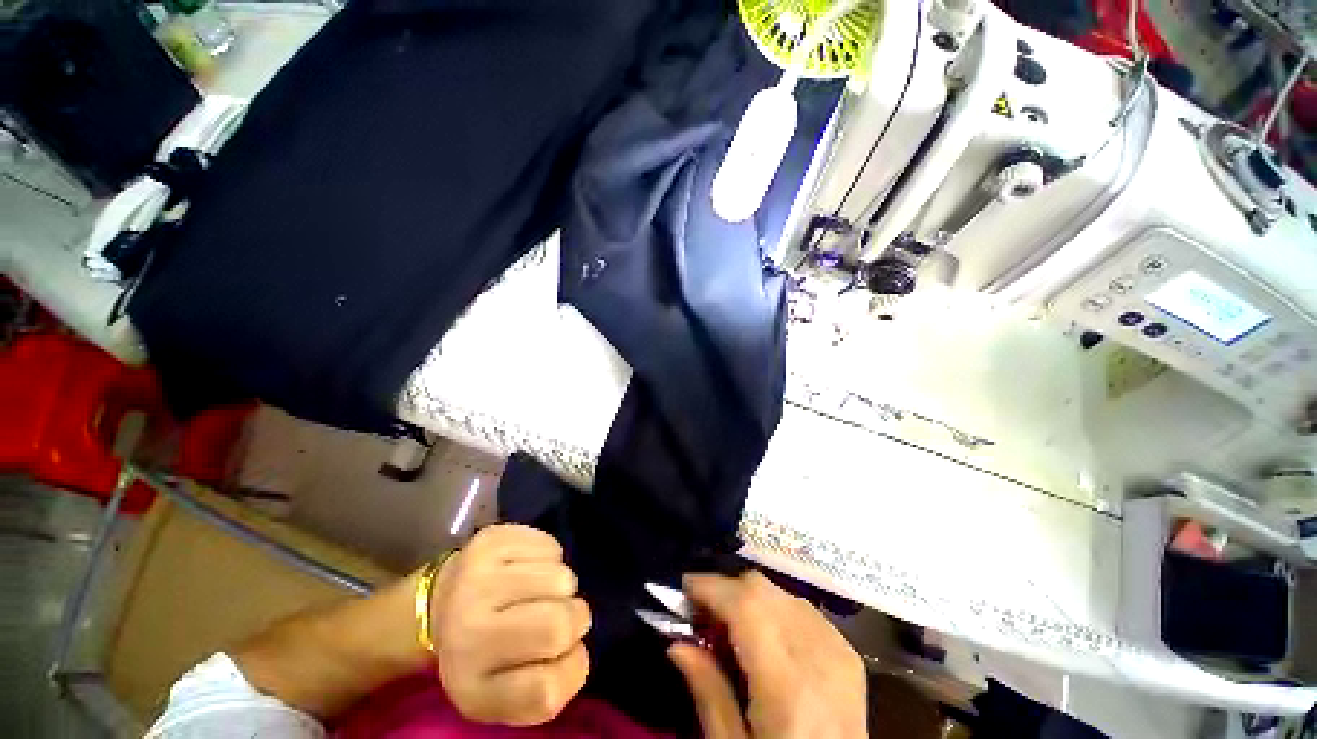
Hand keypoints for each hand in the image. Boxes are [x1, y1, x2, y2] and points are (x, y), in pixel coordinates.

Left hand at [430, 525, 591, 725]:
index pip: (545, 690)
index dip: (570, 668)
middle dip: (575, 618)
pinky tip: (529, 568)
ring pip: (561, 578)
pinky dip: (551, 558)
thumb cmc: (480, 654)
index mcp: (471, 686)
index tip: (563, 656)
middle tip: (560, 615)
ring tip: (538, 592)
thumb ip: (546, 689)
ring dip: (561, 587)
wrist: (437, 604)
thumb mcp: (504, 694)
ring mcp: (477, 579)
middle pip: (558, 625)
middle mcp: (468, 633)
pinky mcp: (490, 540)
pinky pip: (551, 547)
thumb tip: (578, 652)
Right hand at [668, 571, 867, 738]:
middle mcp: (817, 655)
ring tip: (731, 627)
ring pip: (780, 592)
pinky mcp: (848, 653)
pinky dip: (775, 609)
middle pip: (763, 589)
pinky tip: (764, 637)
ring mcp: (838, 650)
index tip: (684, 587)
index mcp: (787, 685)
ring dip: (750, 599)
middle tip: (703, 613)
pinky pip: (801, 609)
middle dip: (727, 590)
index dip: (712, 587)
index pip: (746, 605)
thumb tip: (676, 643)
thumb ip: (708, 692)